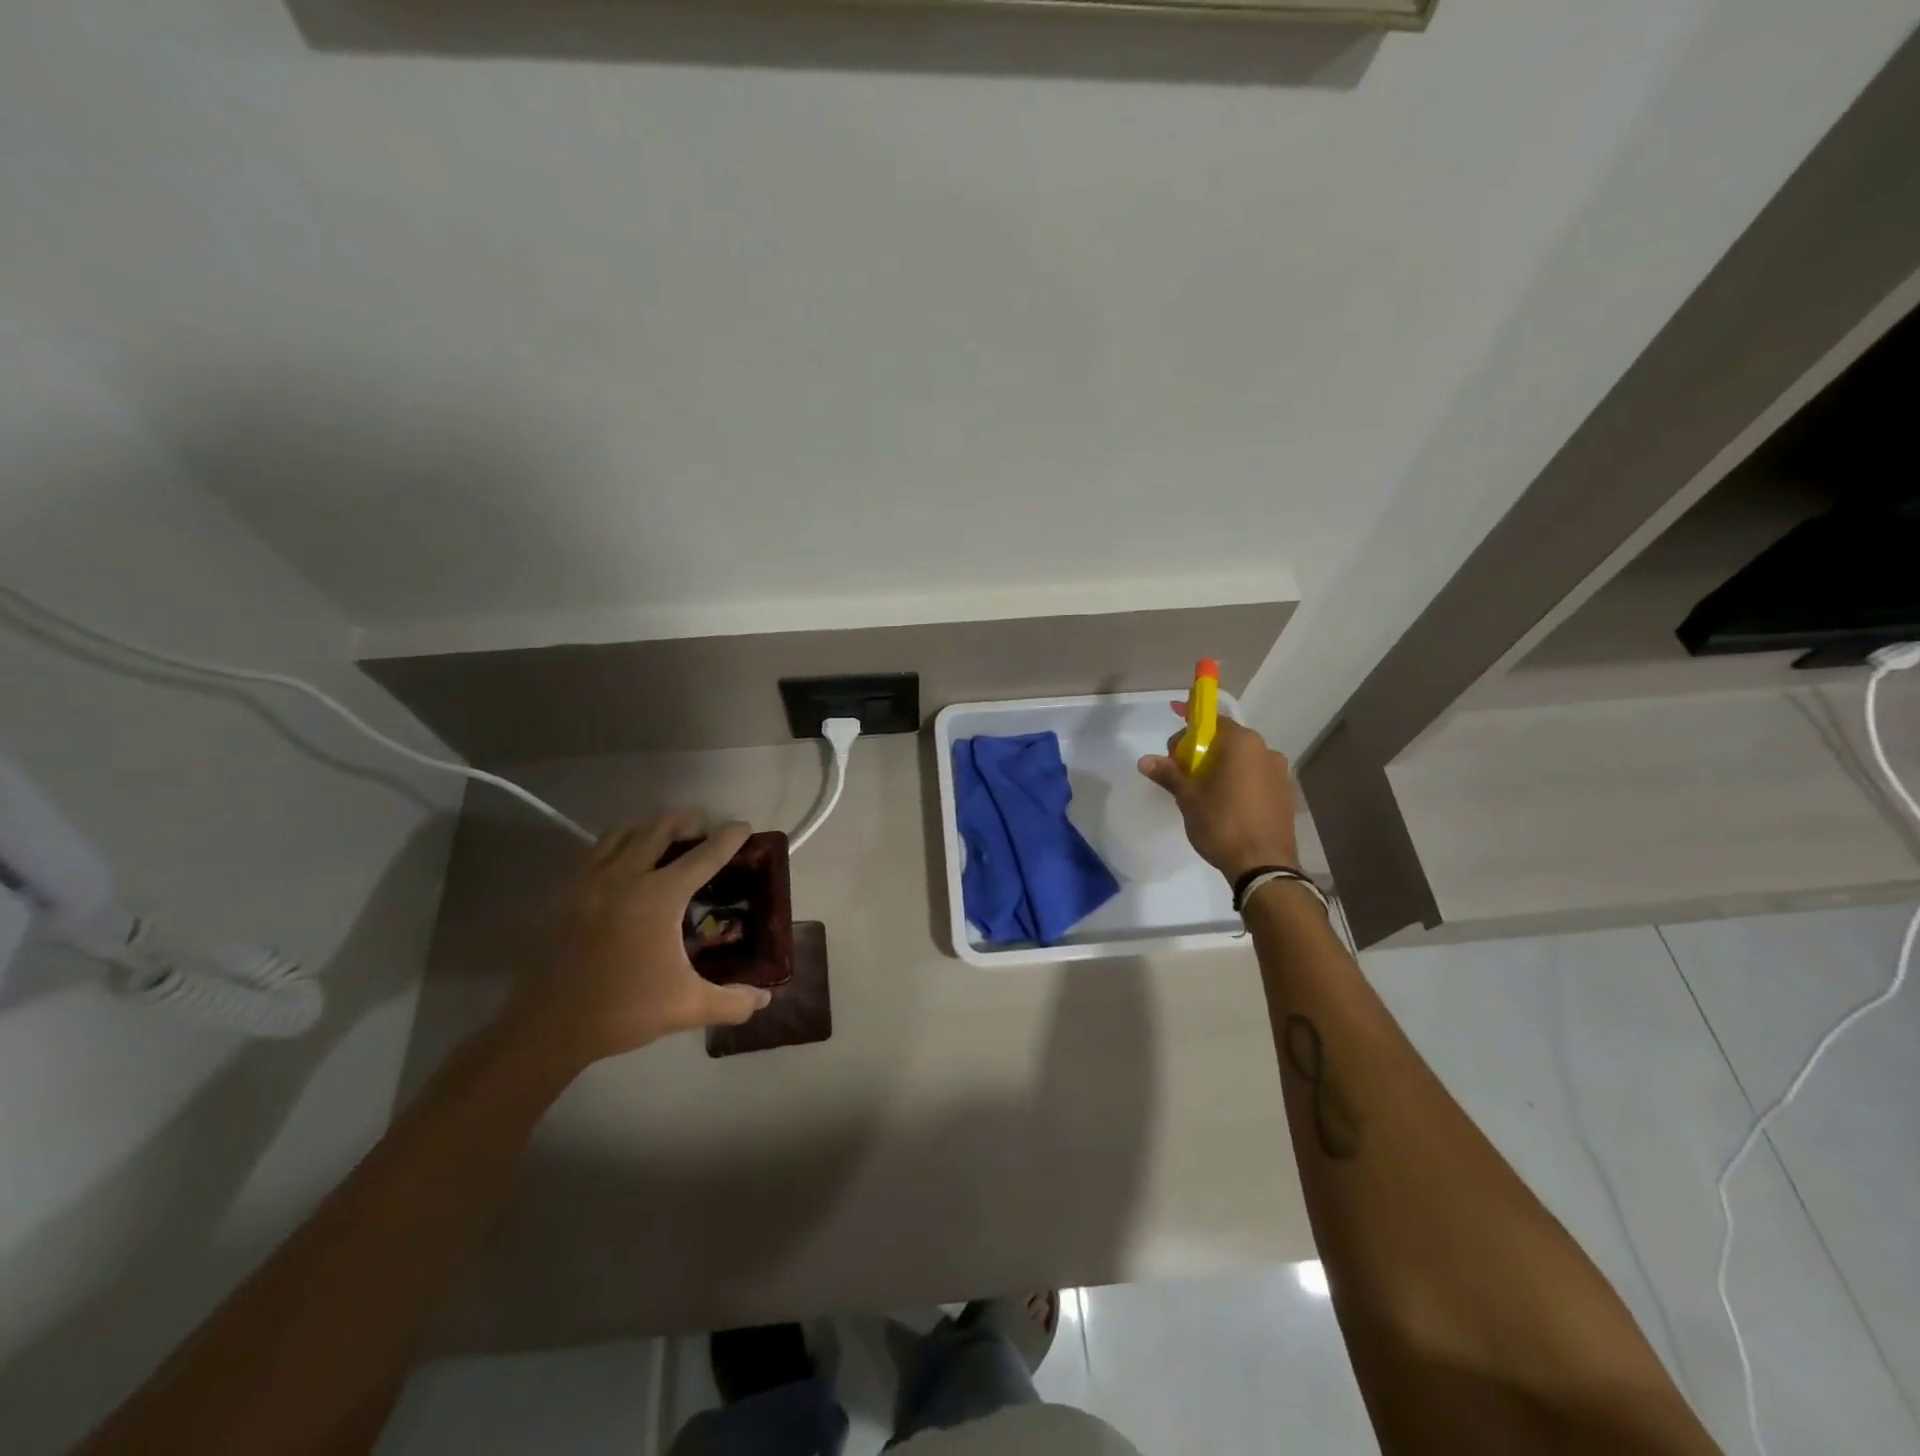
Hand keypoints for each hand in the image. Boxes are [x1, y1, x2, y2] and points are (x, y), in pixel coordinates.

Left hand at [505, 811, 771, 1072]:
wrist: (548, 1028)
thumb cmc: (623, 1011)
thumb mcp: (687, 1007)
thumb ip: (733, 1001)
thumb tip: (765, 998)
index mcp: (659, 897)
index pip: (704, 855)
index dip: (728, 838)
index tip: (744, 827)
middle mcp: (624, 876)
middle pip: (660, 827)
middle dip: (687, 821)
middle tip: (703, 831)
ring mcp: (589, 880)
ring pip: (624, 832)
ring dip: (650, 828)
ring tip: (665, 840)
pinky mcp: (564, 892)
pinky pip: (596, 851)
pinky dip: (618, 846)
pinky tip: (625, 865)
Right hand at [1138, 711, 1300, 881]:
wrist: (1263, 865)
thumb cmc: (1221, 822)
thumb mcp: (1188, 797)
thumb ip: (1168, 774)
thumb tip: (1144, 760)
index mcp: (1243, 743)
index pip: (1212, 722)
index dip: (1189, 734)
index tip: (1173, 754)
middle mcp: (1266, 751)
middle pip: (1228, 742)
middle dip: (1204, 753)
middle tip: (1184, 775)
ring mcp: (1280, 774)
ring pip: (1243, 762)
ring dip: (1222, 769)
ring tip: (1204, 794)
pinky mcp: (1286, 796)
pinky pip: (1256, 780)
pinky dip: (1239, 784)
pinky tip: (1226, 807)